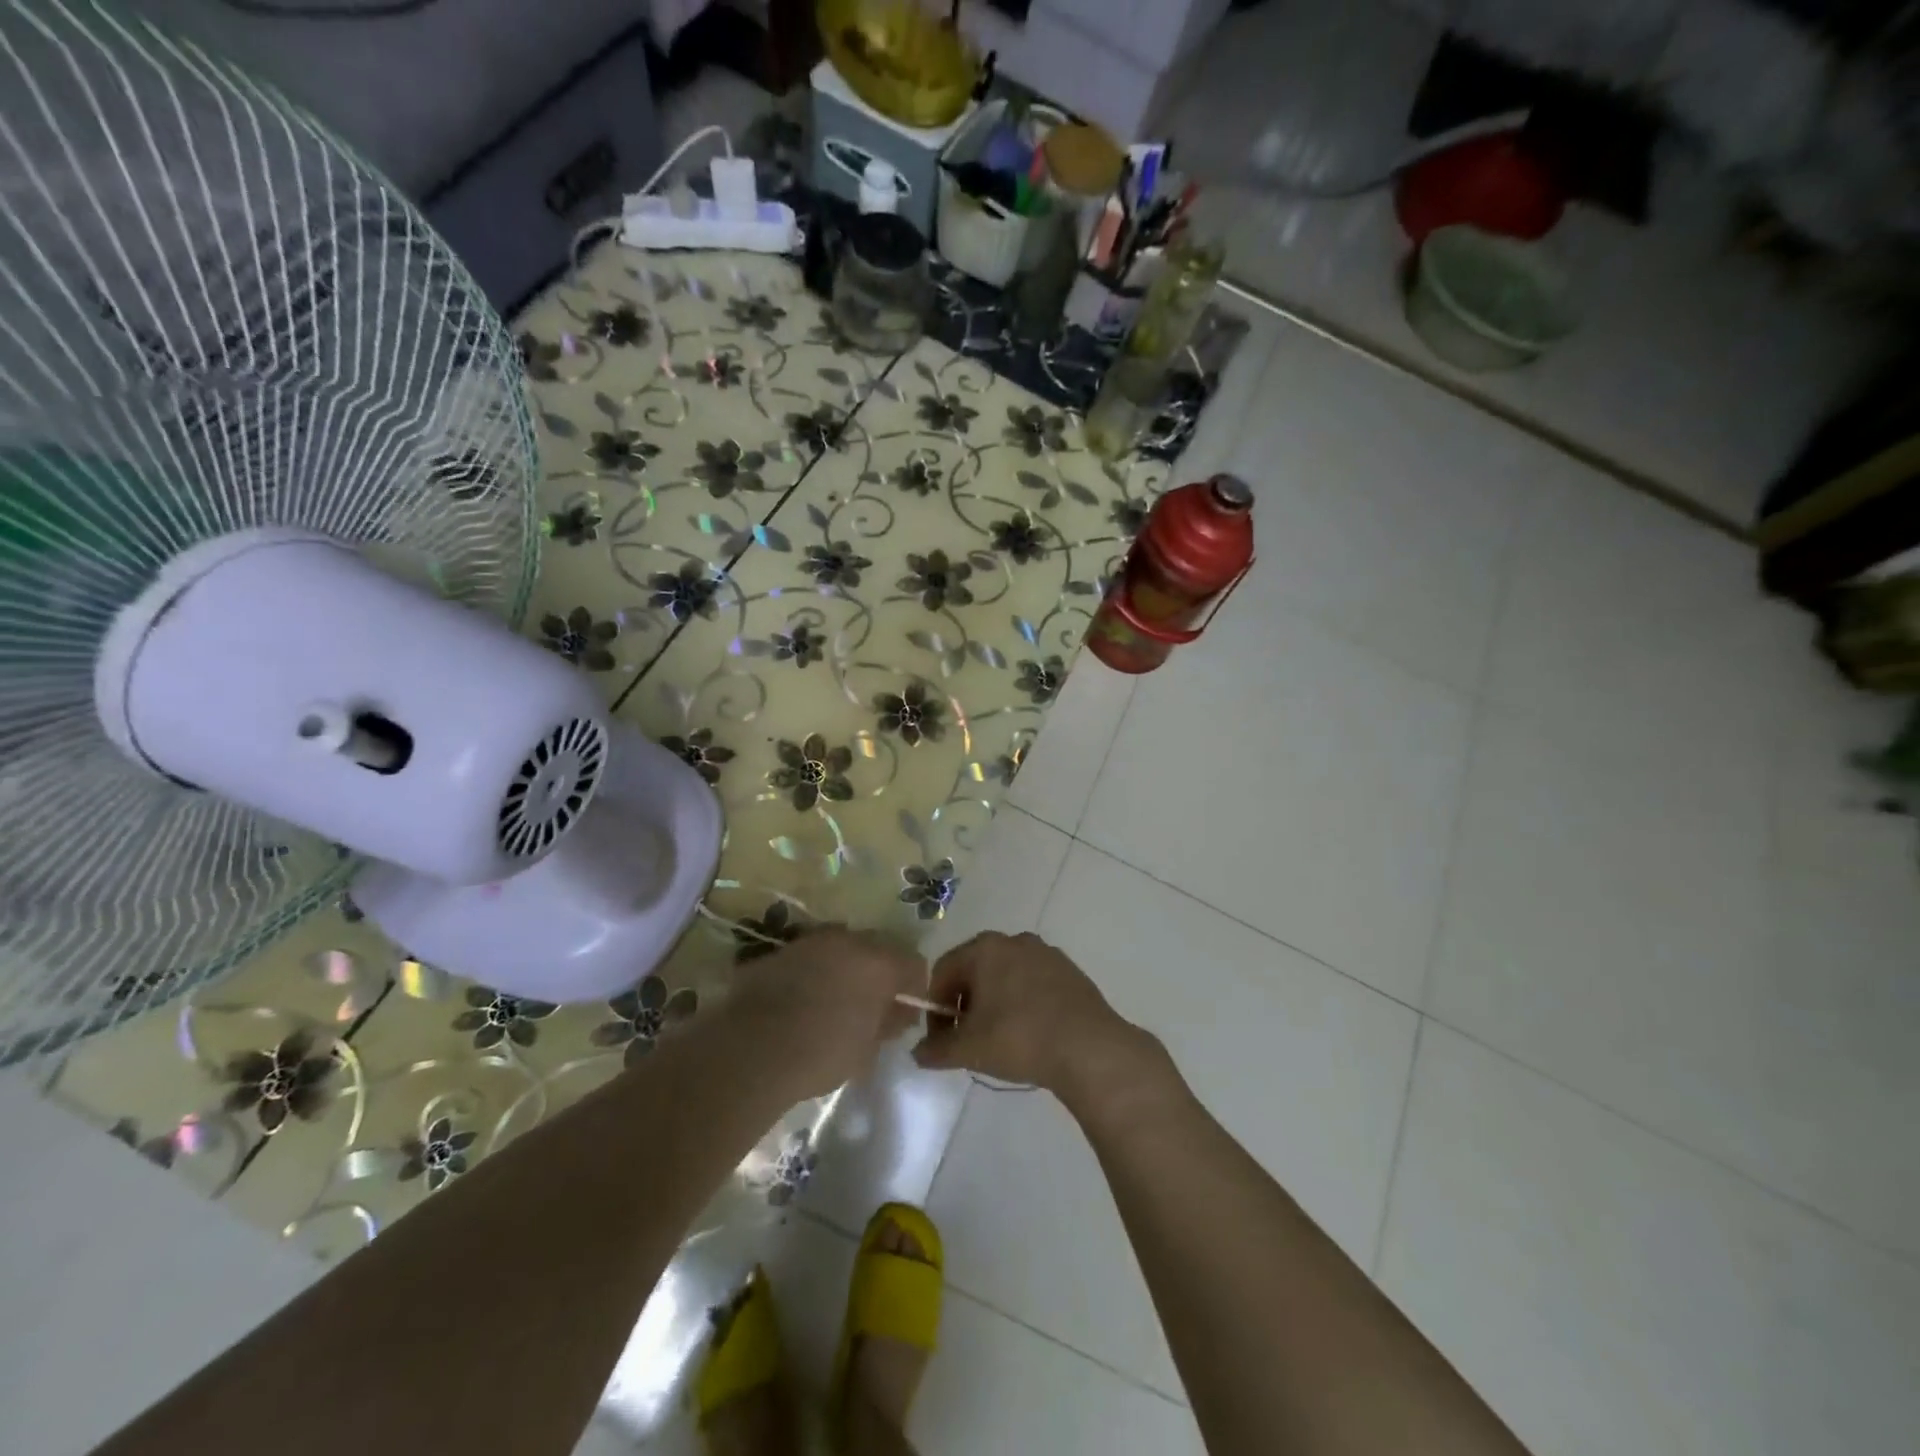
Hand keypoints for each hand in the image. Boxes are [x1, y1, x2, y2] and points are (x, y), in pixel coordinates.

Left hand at [726, 927, 926, 1099]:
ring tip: (833, 1002)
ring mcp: (811, 940)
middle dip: (879, 972)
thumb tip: (897, 1013)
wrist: (750, 1049)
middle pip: (878, 948)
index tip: (903, 1014)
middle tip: (870, 1006)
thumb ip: (888, 1024)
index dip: (913, 987)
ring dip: (845, 968)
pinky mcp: (780, 949)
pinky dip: (814, 971)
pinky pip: (810, 956)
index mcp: (879, 962)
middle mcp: (849, 940)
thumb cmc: (820, 1054)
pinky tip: (802, 1000)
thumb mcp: (867, 1050)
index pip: (914, 963)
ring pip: (841, 947)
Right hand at [911, 931, 1153, 1104]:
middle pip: (975, 970)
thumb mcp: (968, 1049)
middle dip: (964, 1005)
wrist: (1088, 1048)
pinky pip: (1033, 984)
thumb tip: (919, 1053)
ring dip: (994, 1004)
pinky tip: (1029, 1034)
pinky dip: (1022, 1004)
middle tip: (967, 1040)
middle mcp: (1014, 940)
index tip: (940, 1040)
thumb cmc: (1019, 1038)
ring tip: (999, 1039)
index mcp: (984, 948)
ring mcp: (1046, 953)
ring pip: (1005, 976)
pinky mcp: (1070, 971)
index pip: (943, 971)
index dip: (934, 1007)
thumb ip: (936, 1049)